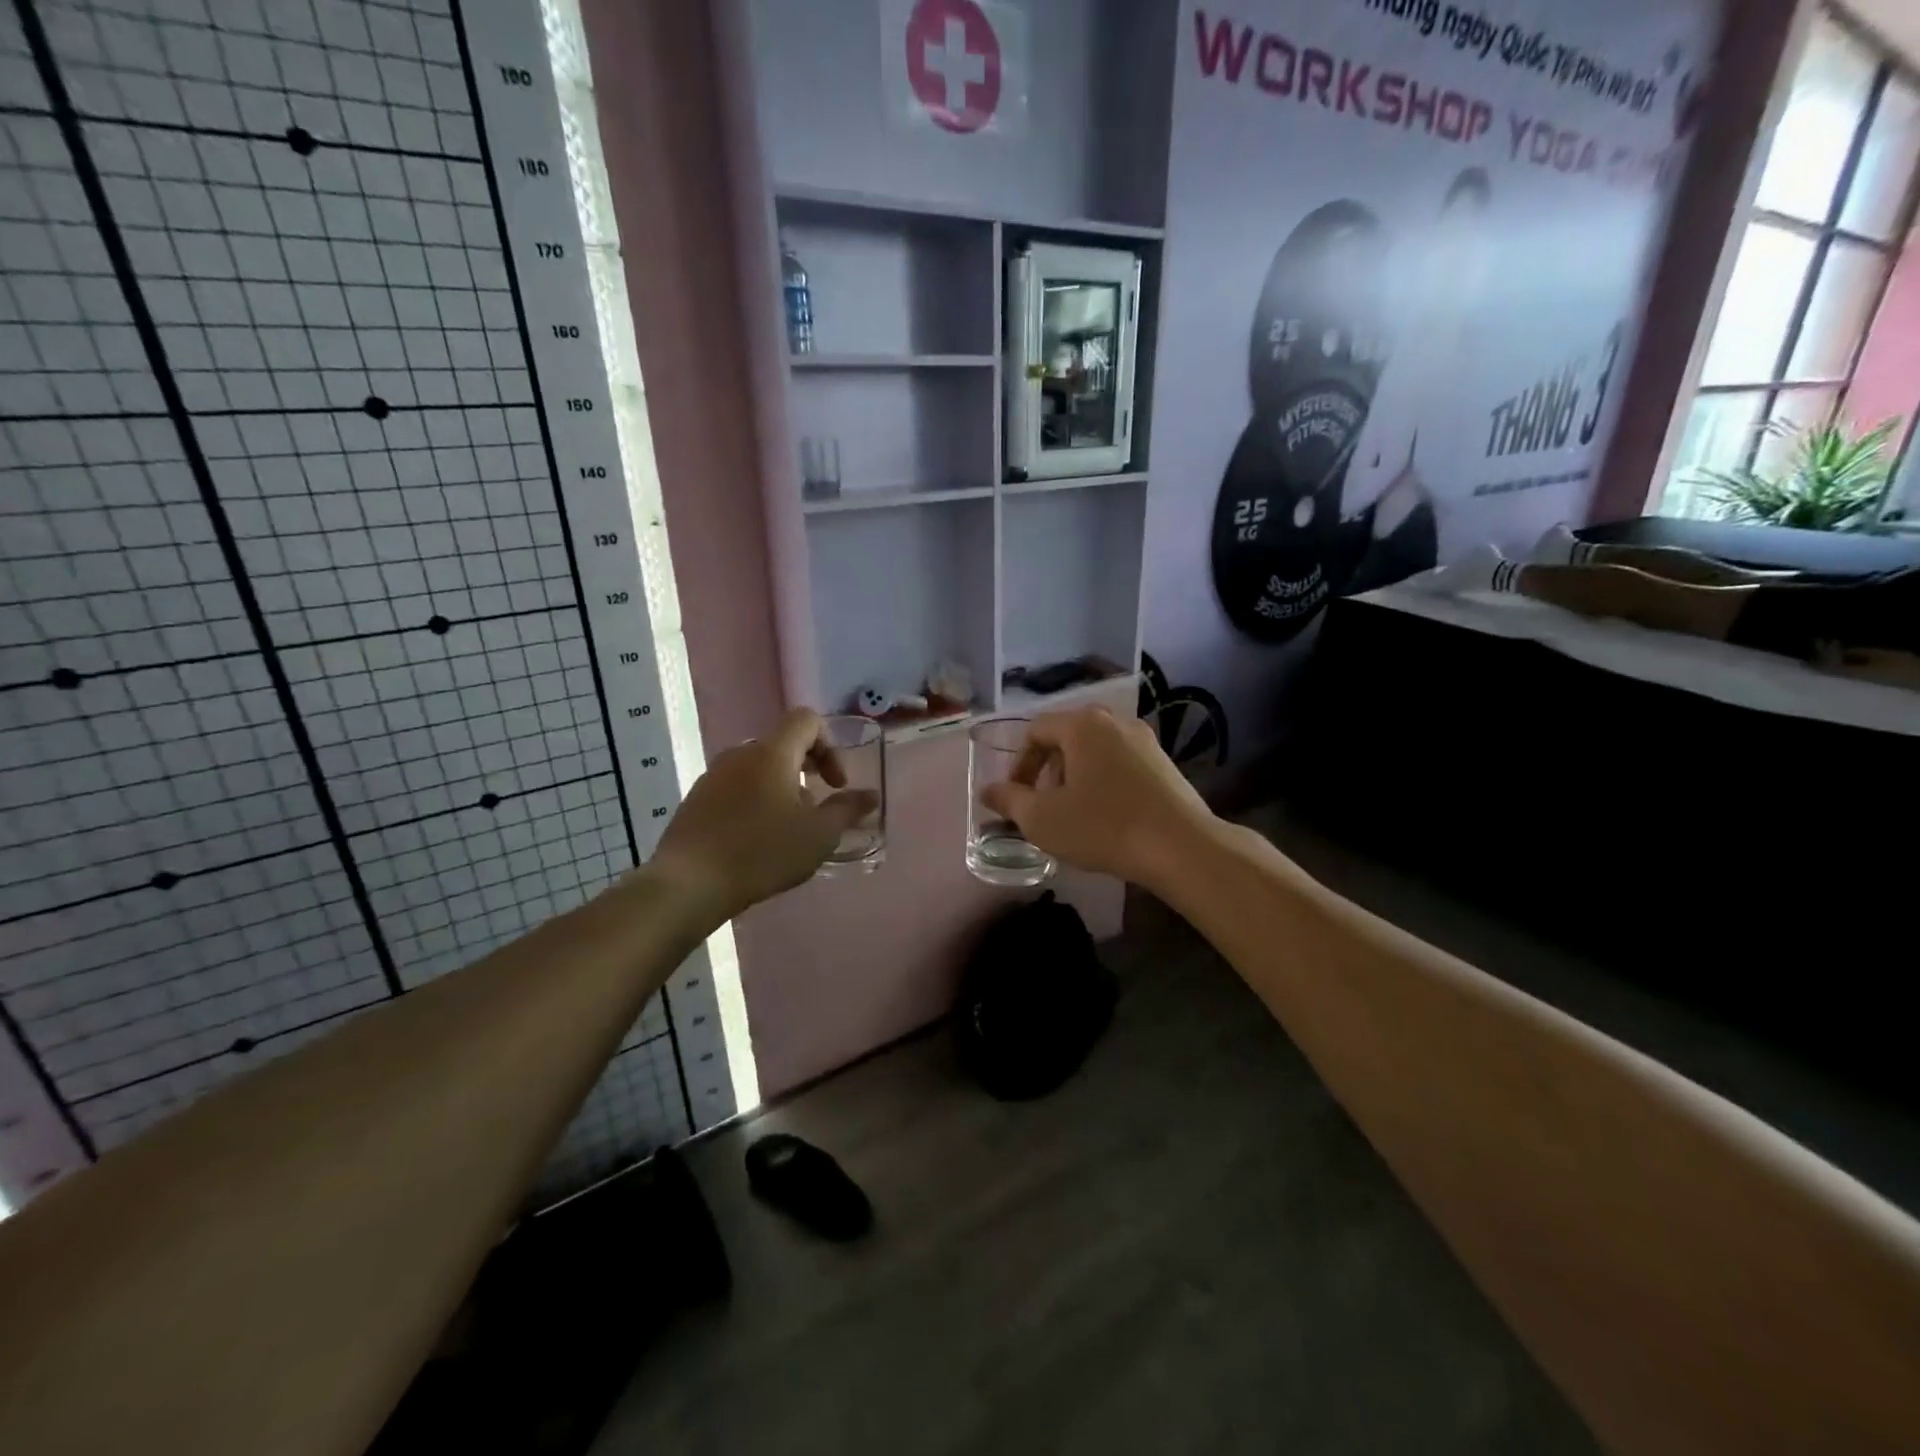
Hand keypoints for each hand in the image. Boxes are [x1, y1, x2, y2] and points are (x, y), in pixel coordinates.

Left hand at [649, 708, 877, 923]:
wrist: (688, 883)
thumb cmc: (762, 852)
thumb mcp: (818, 836)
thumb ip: (847, 810)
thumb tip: (870, 796)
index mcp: (773, 753)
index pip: (806, 720)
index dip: (830, 745)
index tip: (835, 784)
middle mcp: (741, 754)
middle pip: (783, 744)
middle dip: (807, 770)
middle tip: (817, 807)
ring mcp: (713, 776)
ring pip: (758, 768)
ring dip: (781, 788)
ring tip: (788, 829)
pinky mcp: (696, 800)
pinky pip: (736, 788)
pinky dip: (755, 801)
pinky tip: (757, 840)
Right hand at [980, 708, 1215, 892]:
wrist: (1182, 847)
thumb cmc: (1103, 827)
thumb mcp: (1042, 819)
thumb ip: (1009, 800)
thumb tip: (987, 791)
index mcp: (1082, 725)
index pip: (1035, 731)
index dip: (1018, 765)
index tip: (1016, 799)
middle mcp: (1114, 721)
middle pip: (1066, 737)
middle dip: (1047, 771)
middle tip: (1043, 805)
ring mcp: (1144, 740)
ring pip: (1095, 751)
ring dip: (1075, 777)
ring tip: (1074, 814)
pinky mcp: (1164, 763)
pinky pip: (1120, 763)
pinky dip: (1103, 782)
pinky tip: (1107, 816)